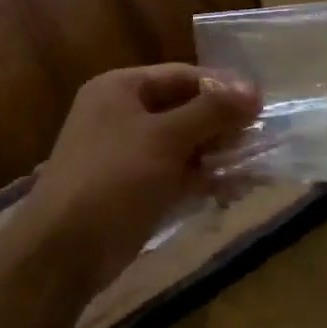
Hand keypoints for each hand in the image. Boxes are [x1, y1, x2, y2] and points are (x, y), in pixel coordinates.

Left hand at [7, 64, 259, 296]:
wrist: (63, 252)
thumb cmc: (113, 180)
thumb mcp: (165, 139)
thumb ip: (212, 112)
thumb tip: (255, 89)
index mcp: (121, 89)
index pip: (183, 76)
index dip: (223, 88)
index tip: (262, 105)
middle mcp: (123, 115)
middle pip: (186, 109)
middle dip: (224, 125)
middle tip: (261, 140)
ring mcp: (129, 154)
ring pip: (185, 145)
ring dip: (219, 155)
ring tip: (255, 168)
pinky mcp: (136, 188)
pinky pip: (179, 173)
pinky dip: (205, 179)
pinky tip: (235, 189)